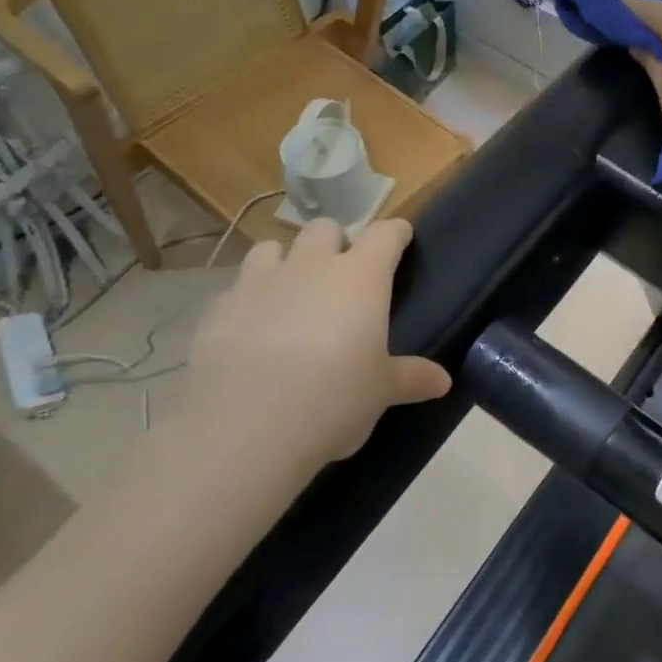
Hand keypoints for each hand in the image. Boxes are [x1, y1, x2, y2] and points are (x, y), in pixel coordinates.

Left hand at [177, 217, 450, 491]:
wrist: (244, 431)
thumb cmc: (333, 400)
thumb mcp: (382, 392)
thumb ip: (412, 377)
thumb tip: (443, 381)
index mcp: (360, 277)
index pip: (385, 234)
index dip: (395, 234)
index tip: (401, 240)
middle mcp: (310, 267)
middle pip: (324, 229)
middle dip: (335, 243)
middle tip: (342, 278)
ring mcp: (258, 284)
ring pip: (272, 247)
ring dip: (285, 262)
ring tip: (291, 295)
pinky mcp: (217, 311)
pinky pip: (236, 290)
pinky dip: (248, 301)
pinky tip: (251, 331)